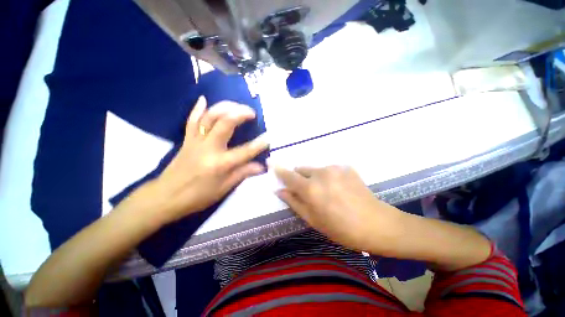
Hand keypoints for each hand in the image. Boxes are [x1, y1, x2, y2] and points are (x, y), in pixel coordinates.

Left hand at [146, 97, 267, 223]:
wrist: (166, 197)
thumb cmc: (198, 196)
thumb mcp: (224, 188)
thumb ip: (243, 174)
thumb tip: (262, 167)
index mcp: (219, 164)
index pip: (245, 151)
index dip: (259, 144)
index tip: (269, 136)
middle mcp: (208, 148)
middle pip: (225, 123)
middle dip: (240, 113)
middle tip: (252, 112)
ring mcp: (195, 141)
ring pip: (209, 117)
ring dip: (224, 107)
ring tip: (236, 105)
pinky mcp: (186, 139)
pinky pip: (191, 120)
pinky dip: (198, 108)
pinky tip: (204, 99)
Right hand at [275, 166, 404, 251]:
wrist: (377, 224)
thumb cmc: (341, 228)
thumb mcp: (313, 220)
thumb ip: (294, 202)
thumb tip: (280, 191)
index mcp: (311, 189)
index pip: (289, 175)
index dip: (279, 169)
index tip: (271, 162)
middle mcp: (321, 173)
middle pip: (301, 169)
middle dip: (300, 178)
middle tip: (309, 192)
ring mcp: (335, 168)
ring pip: (315, 169)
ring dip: (315, 178)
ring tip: (327, 192)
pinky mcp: (346, 167)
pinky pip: (329, 170)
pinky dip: (328, 177)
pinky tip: (339, 189)